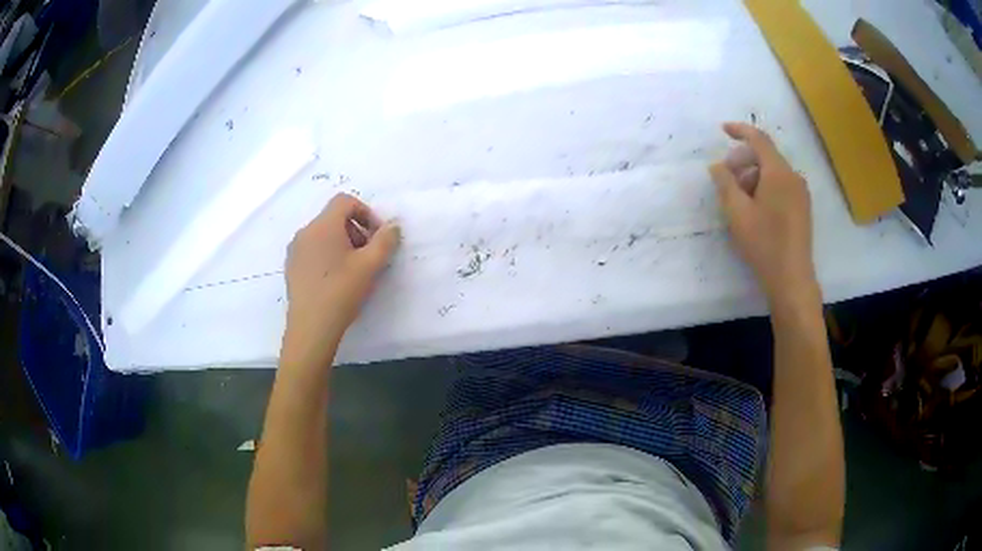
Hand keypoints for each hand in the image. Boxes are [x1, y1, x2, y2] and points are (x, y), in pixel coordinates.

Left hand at [282, 193, 400, 366]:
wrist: (311, 327)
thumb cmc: (341, 292)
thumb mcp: (370, 265)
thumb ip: (385, 240)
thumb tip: (393, 225)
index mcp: (323, 226)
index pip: (345, 201)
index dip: (366, 212)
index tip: (376, 236)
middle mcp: (305, 232)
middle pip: (334, 217)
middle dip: (356, 230)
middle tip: (368, 255)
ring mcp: (295, 250)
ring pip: (323, 234)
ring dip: (342, 243)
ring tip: (353, 270)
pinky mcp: (292, 267)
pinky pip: (313, 249)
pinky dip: (328, 255)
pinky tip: (336, 280)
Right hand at [709, 123, 817, 304]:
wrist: (792, 279)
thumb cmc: (764, 244)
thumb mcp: (737, 213)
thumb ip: (725, 183)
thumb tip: (717, 166)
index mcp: (779, 173)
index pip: (759, 139)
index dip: (740, 131)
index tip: (723, 129)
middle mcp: (793, 177)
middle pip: (766, 156)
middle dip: (743, 161)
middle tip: (726, 179)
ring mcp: (801, 193)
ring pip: (773, 172)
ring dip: (753, 176)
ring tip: (739, 199)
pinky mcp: (802, 208)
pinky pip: (781, 185)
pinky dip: (765, 187)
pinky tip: (755, 208)